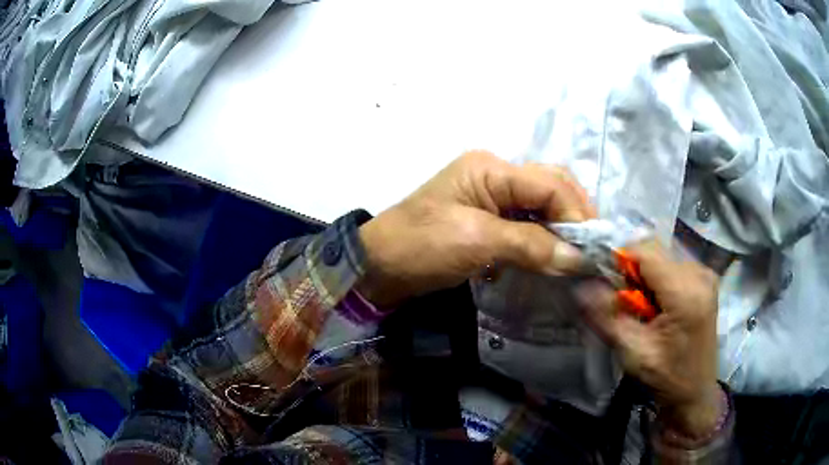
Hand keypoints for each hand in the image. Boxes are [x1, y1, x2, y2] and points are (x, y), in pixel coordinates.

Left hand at [357, 150, 594, 306]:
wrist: (379, 266)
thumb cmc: (421, 246)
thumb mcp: (476, 242)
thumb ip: (530, 245)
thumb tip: (576, 258)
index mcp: (490, 168)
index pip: (549, 183)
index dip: (575, 213)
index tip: (592, 247)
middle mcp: (495, 173)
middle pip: (550, 186)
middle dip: (574, 215)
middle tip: (591, 248)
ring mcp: (491, 195)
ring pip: (541, 204)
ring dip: (561, 227)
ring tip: (578, 253)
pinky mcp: (488, 217)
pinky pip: (527, 221)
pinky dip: (543, 237)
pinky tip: (552, 254)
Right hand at [577, 241, 721, 437]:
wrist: (695, 392)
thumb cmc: (665, 377)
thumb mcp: (632, 352)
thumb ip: (607, 316)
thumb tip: (581, 285)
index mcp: (685, 292)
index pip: (645, 251)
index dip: (620, 259)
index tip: (606, 282)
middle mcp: (700, 273)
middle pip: (655, 250)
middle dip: (633, 269)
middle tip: (625, 301)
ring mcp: (705, 274)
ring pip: (663, 255)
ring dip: (645, 274)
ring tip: (642, 306)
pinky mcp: (706, 279)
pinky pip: (674, 264)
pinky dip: (658, 277)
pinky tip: (658, 304)